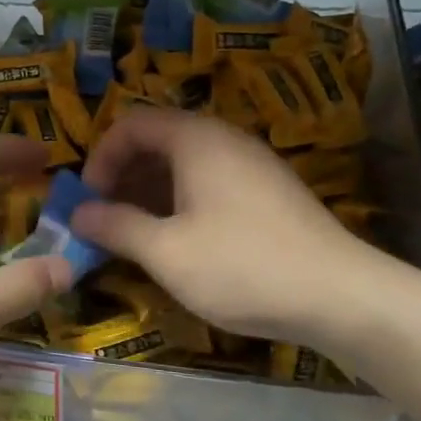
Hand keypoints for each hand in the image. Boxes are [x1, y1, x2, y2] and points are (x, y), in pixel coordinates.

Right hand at [71, 109, 381, 344]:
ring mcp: (251, 166)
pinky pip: (209, 183)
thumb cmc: (242, 267)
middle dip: (122, 177)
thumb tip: (78, 214)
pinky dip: (179, 203)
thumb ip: (116, 227)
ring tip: (133, 236)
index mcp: (196, 140)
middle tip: (104, 219)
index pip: (131, 124)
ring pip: (184, 165)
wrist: (342, 297)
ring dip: (149, 193)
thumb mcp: (167, 252)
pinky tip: (176, 243)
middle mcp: (224, 141)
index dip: (100, 158)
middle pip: (157, 140)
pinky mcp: (268, 194)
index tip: (88, 200)